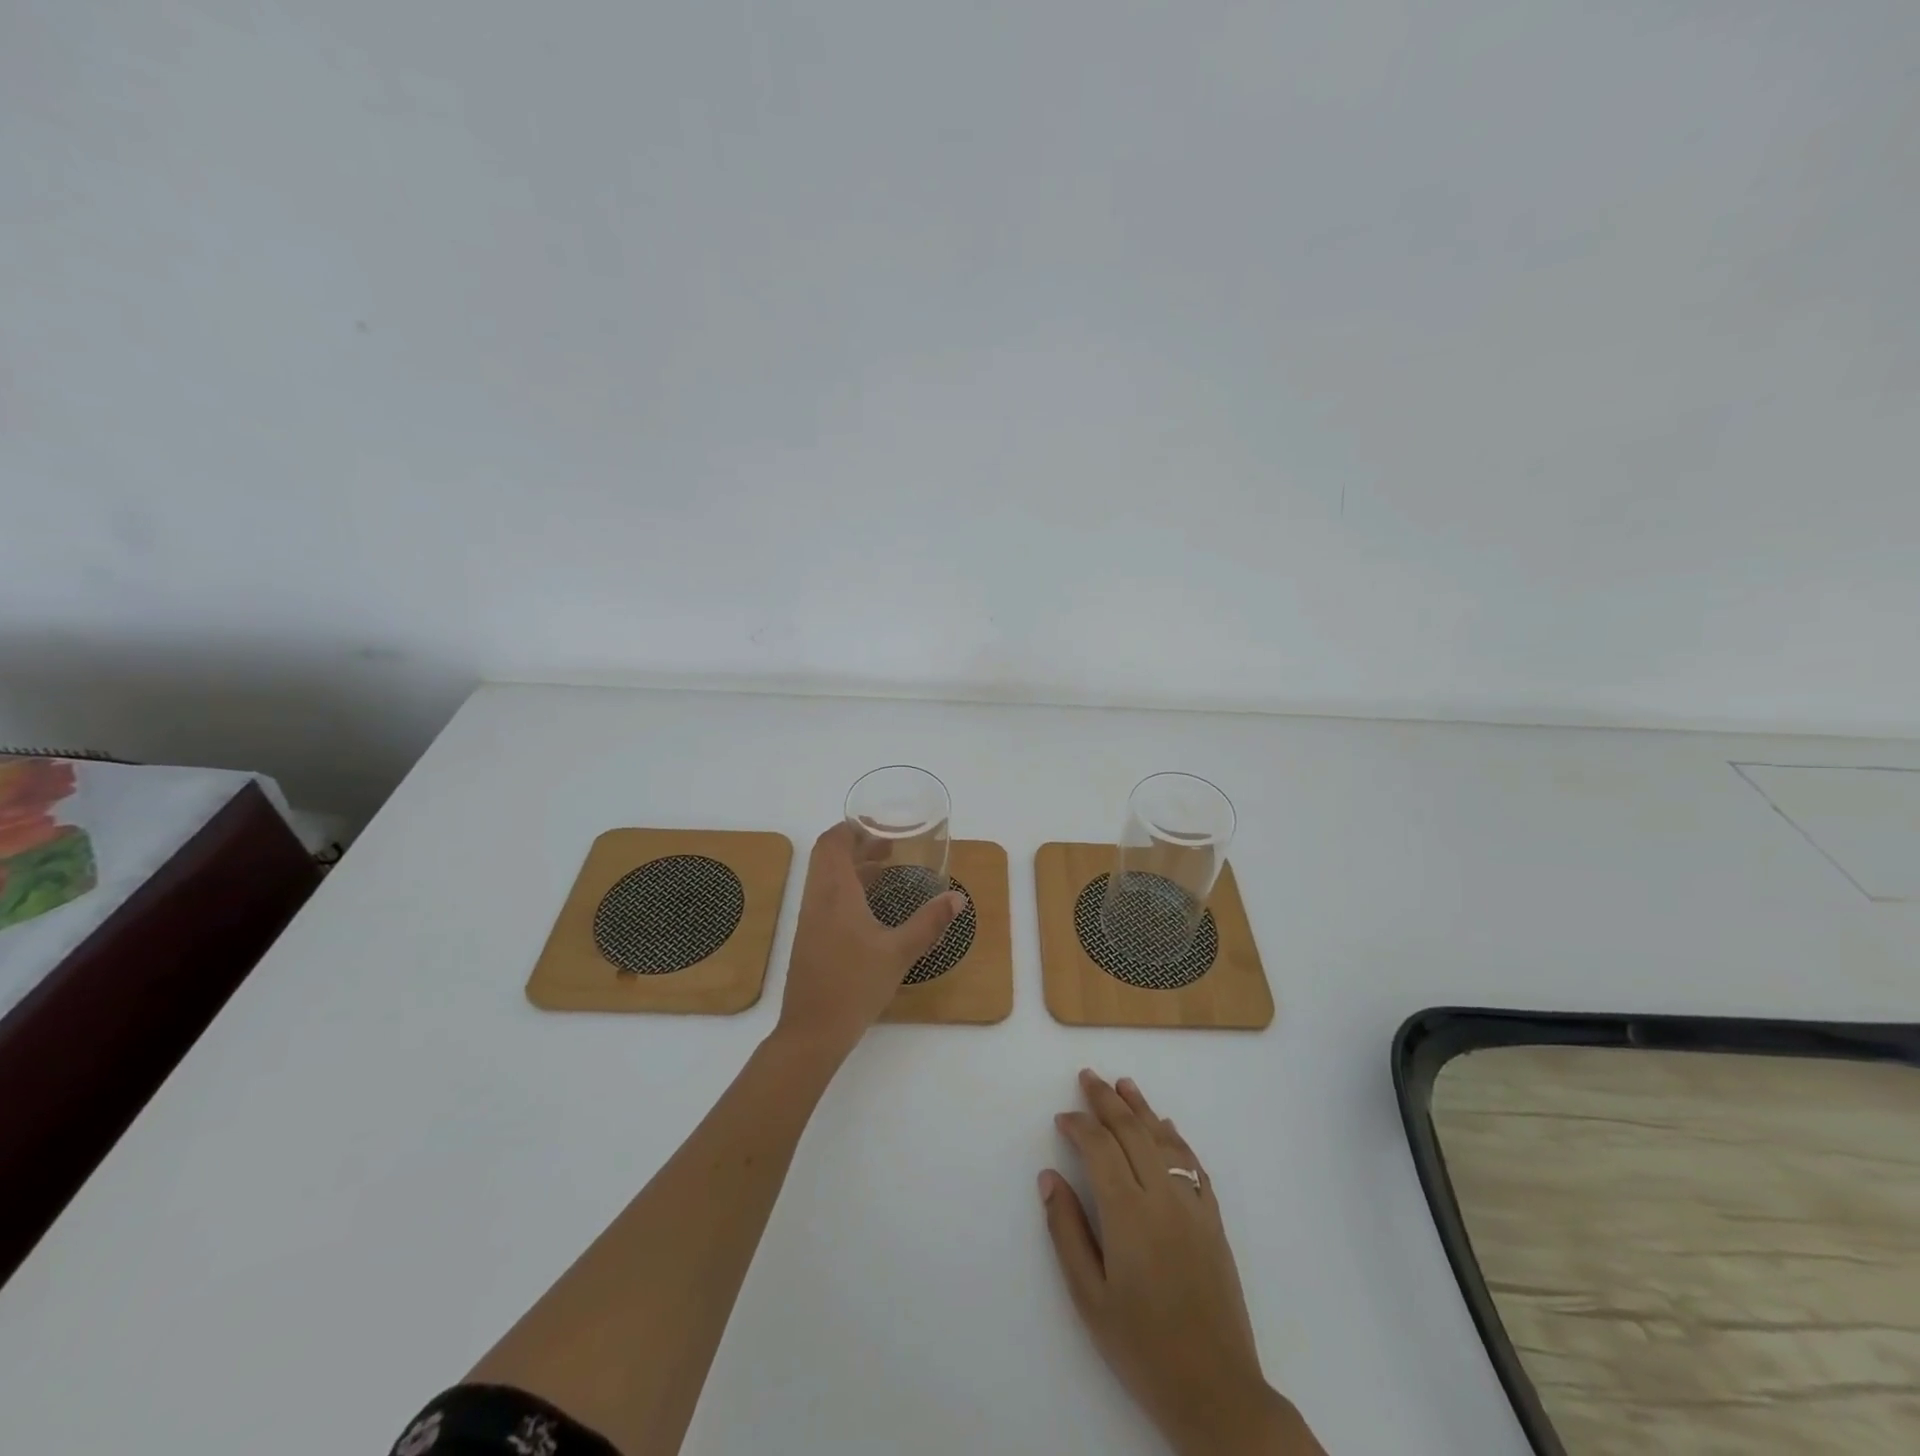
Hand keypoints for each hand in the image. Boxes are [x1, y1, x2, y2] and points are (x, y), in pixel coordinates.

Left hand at [775, 823, 964, 1059]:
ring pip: (825, 878)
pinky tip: (871, 908)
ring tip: (885, 870)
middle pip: (827, 856)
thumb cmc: (855, 984)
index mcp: (835, 893)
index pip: (832, 843)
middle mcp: (817, 899)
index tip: (881, 828)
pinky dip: (846, 889)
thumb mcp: (899, 952)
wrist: (812, 1031)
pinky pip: (825, 898)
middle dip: (855, 845)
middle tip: (888, 847)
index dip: (852, 828)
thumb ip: (929, 923)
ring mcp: (810, 920)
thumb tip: (957, 898)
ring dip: (851, 867)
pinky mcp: (809, 939)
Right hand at [1041, 1071, 1325, 1455]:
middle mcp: (1162, 1198)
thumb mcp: (1089, 1298)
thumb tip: (1048, 1178)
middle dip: (1107, 1100)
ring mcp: (1193, 1206)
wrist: (1217, 1391)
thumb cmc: (1142, 1348)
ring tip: (1124, 1085)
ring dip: (1142, 1109)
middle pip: (1132, 1131)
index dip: (1079, 1125)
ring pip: (1164, 1140)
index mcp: (1127, 1214)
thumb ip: (1066, 1231)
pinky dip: (1176, 1139)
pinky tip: (1167, 1128)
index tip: (1062, 1118)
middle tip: (1088, 1076)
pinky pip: (1192, 1165)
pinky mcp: (1213, 1221)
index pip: (1099, 1147)